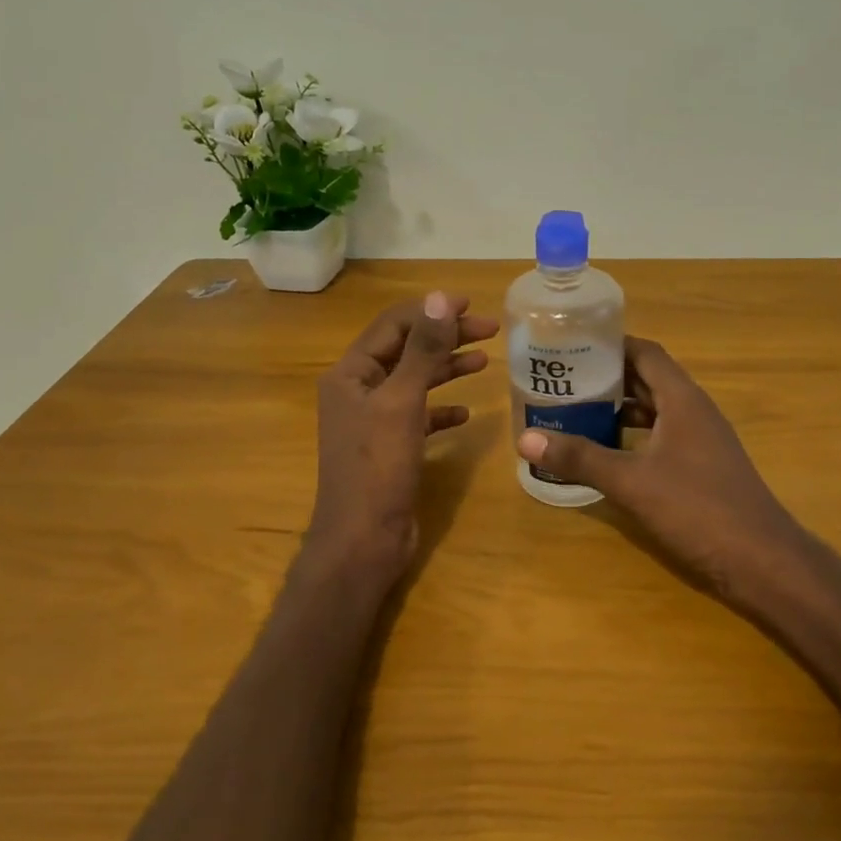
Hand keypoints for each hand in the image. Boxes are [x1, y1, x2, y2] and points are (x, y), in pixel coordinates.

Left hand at [305, 291, 498, 589]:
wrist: (362, 541)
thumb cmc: (377, 468)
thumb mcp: (402, 403)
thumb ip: (422, 350)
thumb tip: (439, 298)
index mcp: (350, 374)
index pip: (393, 325)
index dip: (431, 311)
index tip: (471, 305)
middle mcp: (358, 392)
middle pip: (406, 351)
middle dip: (446, 338)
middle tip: (491, 330)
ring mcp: (373, 421)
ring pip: (414, 382)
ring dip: (447, 368)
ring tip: (485, 361)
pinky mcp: (390, 447)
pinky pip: (419, 416)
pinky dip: (442, 409)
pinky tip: (466, 413)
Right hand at [515, 337, 804, 598]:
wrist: (761, 560)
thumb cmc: (697, 508)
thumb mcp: (631, 481)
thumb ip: (581, 458)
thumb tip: (526, 440)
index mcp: (682, 400)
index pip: (645, 353)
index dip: (610, 344)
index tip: (571, 345)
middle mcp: (694, 411)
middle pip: (647, 380)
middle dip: (607, 378)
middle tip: (563, 380)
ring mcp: (702, 441)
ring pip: (655, 411)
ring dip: (619, 410)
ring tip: (575, 412)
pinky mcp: (702, 468)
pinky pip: (662, 438)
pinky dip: (634, 438)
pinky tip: (607, 453)